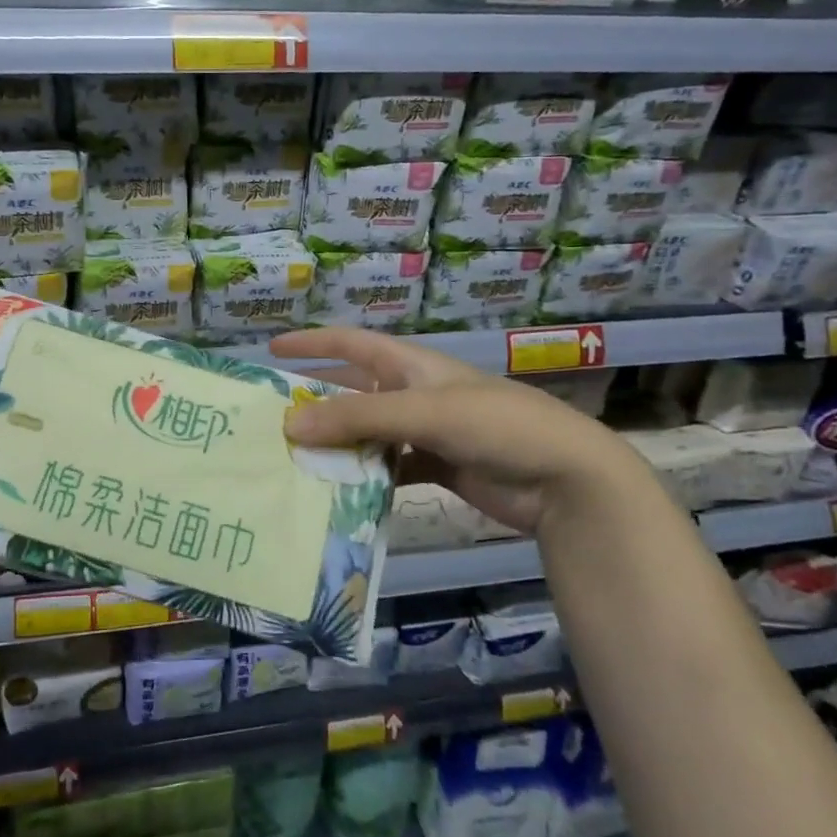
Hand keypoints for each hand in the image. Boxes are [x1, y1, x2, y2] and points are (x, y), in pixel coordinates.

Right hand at [272, 328, 652, 535]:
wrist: (565, 478)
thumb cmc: (496, 425)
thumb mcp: (424, 412)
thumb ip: (358, 417)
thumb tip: (290, 424)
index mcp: (411, 365)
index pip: (351, 344)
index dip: (312, 343)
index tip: (271, 351)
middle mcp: (414, 393)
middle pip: (353, 391)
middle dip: (316, 401)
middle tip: (272, 420)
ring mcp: (425, 432)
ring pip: (367, 434)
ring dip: (337, 445)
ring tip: (293, 459)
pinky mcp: (435, 467)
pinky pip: (387, 468)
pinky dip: (364, 478)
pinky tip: (338, 493)